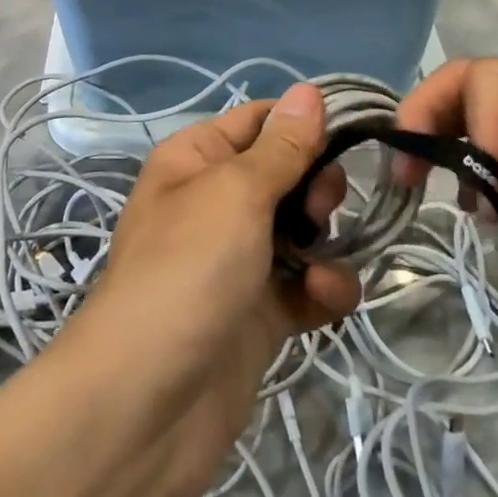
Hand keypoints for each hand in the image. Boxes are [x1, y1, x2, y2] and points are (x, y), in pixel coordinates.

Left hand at [66, 83, 360, 496]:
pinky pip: (306, 285)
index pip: (260, 120)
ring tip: (319, 263)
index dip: (304, 124)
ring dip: (326, 242)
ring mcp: (238, 260)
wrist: (147, 406)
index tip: (350, 134)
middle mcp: (216, 202)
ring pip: (304, 231)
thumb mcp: (236, 193)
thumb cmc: (188, 270)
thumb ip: (282, 146)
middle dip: (317, 187)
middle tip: (319, 209)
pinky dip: (323, 289)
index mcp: (197, 159)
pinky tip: (325, 300)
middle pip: (288, 174)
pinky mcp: (259, 313)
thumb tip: (309, 91)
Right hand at [398, 58, 497, 474]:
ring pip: (476, 123)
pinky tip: (473, 217)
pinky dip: (460, 177)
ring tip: (442, 198)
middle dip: (436, 116)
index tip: (492, 188)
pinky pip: (487, 167)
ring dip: (443, 145)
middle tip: (412, 173)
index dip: (477, 120)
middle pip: (479, 89)